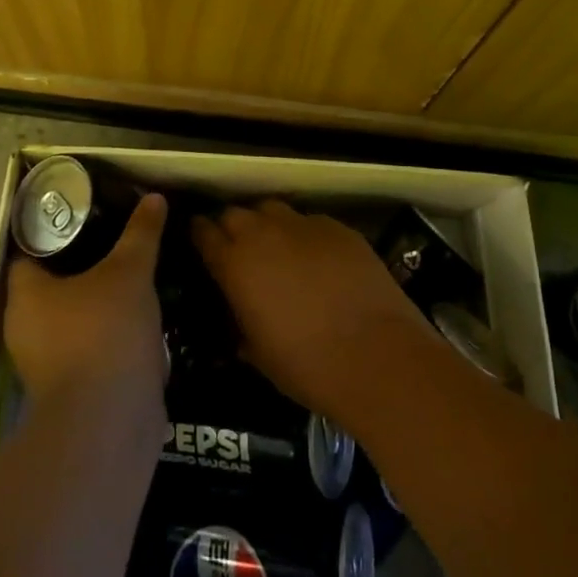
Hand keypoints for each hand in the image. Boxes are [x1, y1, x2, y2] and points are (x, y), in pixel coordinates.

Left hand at [3, 193, 167, 420]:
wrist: (109, 424)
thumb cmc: (105, 332)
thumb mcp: (130, 271)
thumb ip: (141, 233)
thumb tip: (154, 197)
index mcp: (26, 294)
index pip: (31, 252)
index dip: (56, 231)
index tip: (88, 217)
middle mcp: (26, 329)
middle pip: (54, 286)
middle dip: (85, 267)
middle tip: (118, 243)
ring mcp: (47, 365)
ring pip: (74, 321)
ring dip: (100, 305)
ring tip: (135, 279)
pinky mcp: (71, 392)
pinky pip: (90, 351)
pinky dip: (110, 337)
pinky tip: (140, 323)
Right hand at [191, 200, 435, 424]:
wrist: (378, 356)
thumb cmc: (308, 367)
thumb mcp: (259, 356)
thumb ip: (241, 327)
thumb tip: (240, 318)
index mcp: (235, 265)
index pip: (204, 233)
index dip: (200, 235)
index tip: (200, 241)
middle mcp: (264, 234)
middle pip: (235, 213)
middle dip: (231, 227)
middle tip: (238, 250)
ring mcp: (304, 225)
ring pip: (272, 209)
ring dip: (266, 224)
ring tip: (276, 248)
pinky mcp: (338, 227)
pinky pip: (310, 221)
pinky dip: (304, 234)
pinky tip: (317, 258)